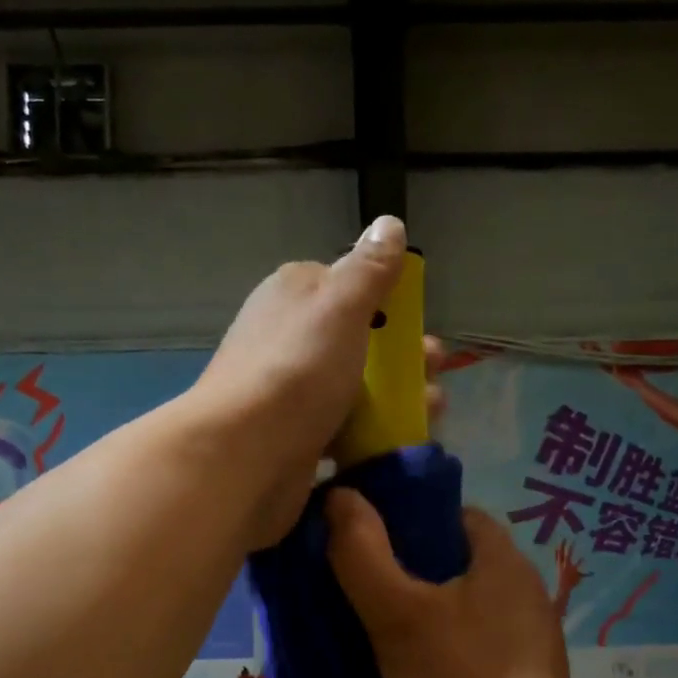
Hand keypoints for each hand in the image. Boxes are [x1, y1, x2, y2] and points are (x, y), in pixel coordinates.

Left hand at [196, 217, 428, 549]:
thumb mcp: (341, 305)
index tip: (418, 324)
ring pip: (354, 387)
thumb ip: (369, 268)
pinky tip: (396, 446)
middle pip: (356, 340)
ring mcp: (289, 389)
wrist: (243, 454)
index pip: (346, 285)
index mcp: (294, 294)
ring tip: (432, 413)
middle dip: (402, 357)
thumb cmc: (298, 369)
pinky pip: (342, 427)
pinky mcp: (294, 434)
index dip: (387, 301)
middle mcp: (288, 337)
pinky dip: (371, 433)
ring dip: (396, 399)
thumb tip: (389, 223)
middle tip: (434, 374)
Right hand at [325, 494, 589, 677]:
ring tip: (363, 624)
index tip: (359, 536)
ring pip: (455, 607)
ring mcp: (523, 644)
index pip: (452, 514)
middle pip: (451, 561)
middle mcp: (522, 595)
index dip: (404, 517)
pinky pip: (464, 646)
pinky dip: (432, 647)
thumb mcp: (399, 616)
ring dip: (413, 611)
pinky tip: (398, 668)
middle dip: (400, 568)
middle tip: (350, 582)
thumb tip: (338, 495)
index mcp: (505, 564)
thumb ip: (363, 554)